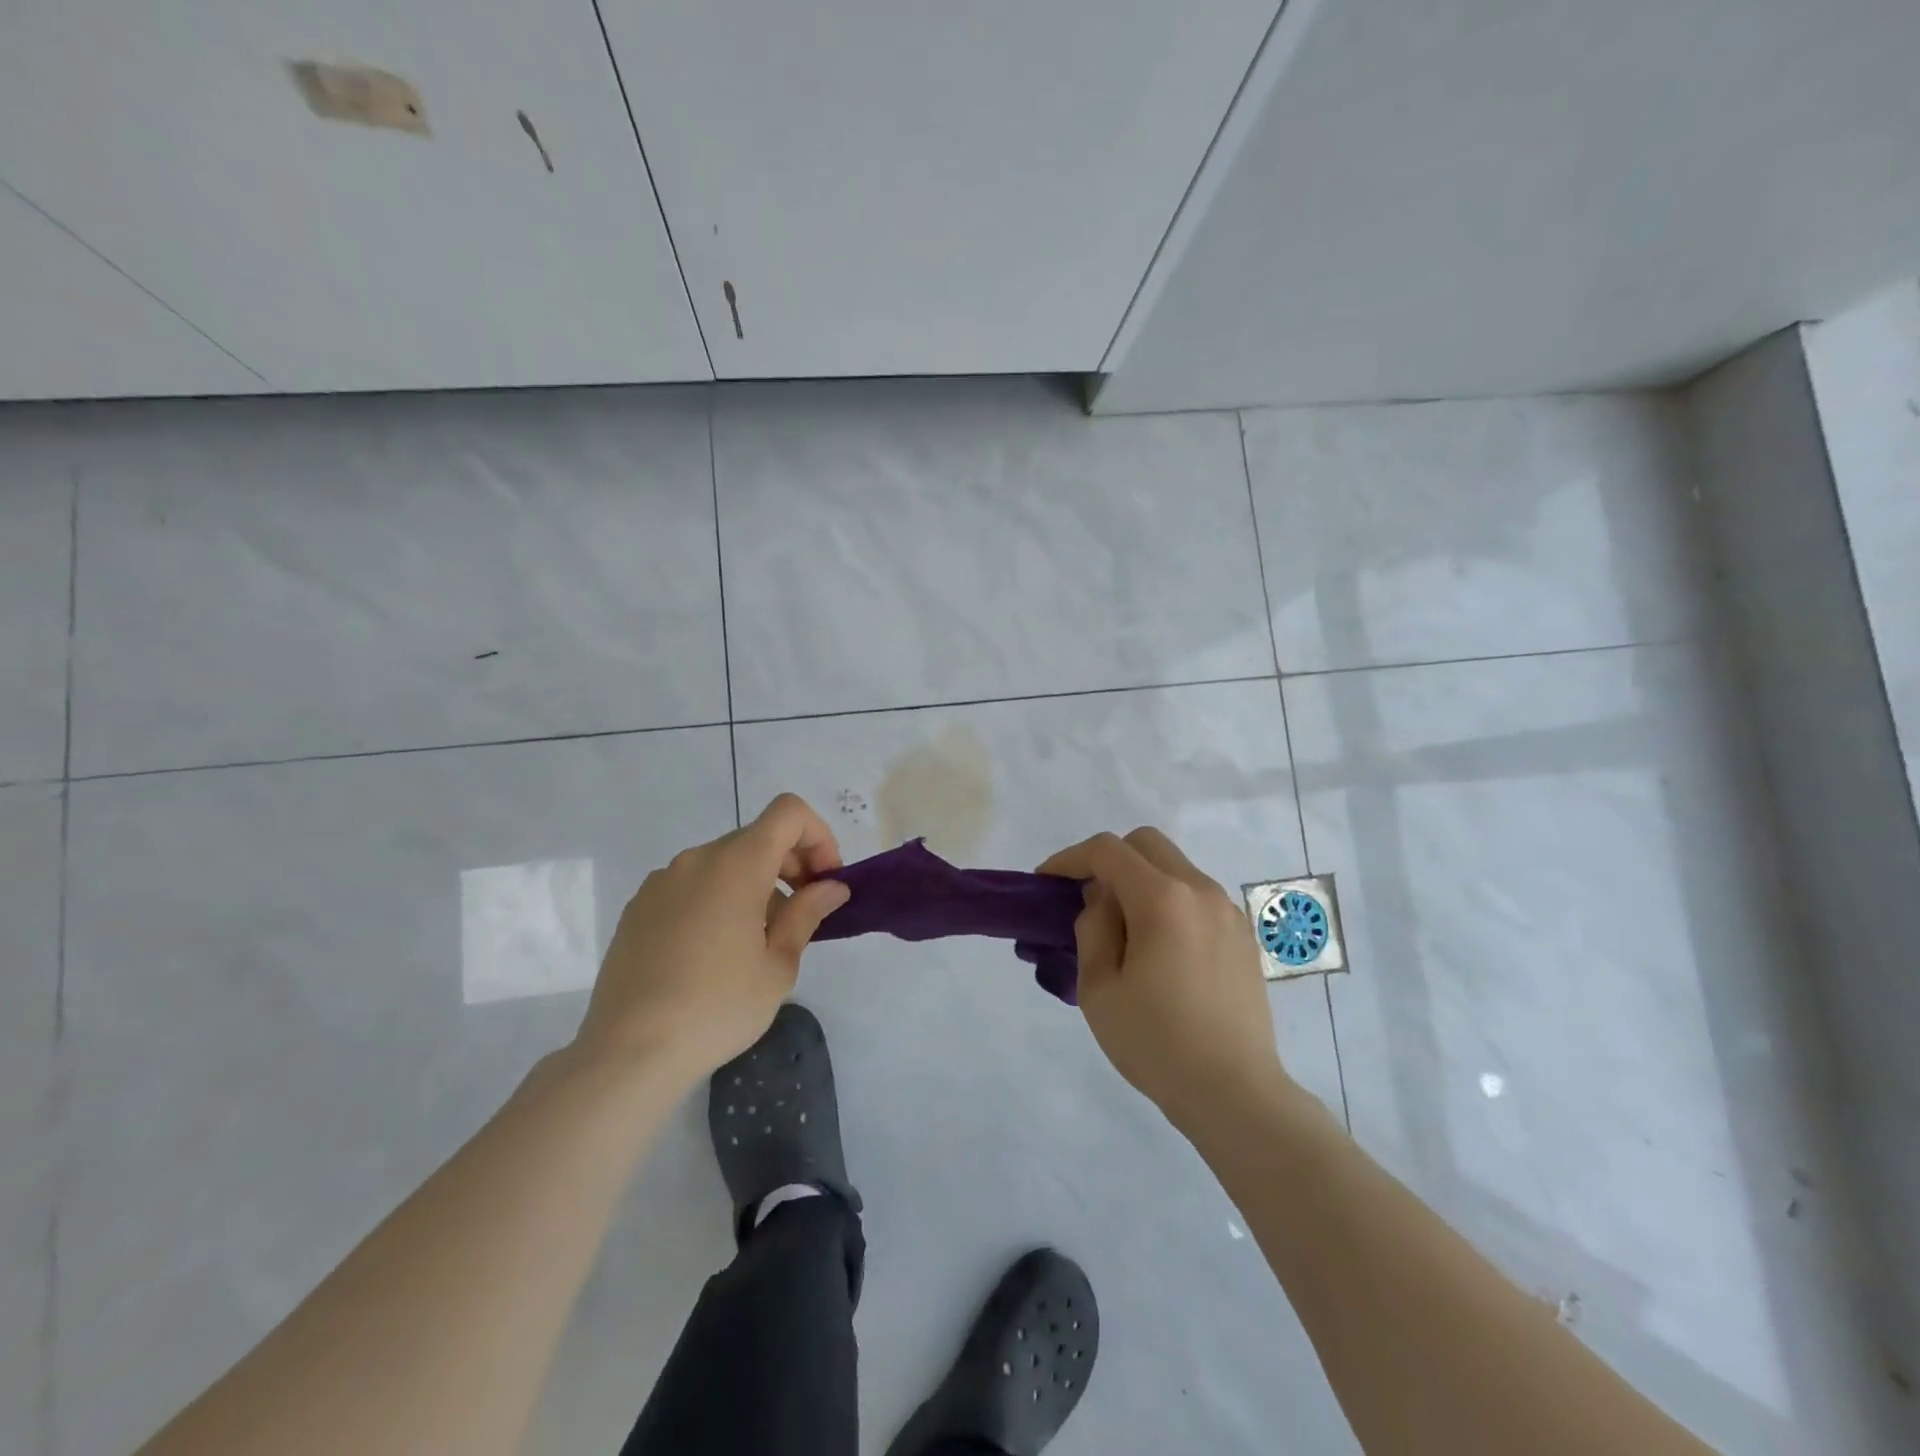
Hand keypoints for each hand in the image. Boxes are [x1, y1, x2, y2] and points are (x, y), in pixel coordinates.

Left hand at [574, 794, 849, 1085]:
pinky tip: (714, 952)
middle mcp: (697, 859)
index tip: (824, 882)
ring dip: (754, 885)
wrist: (628, 1053)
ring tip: (757, 941)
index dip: (818, 836)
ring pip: (724, 863)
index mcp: (737, 864)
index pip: (788, 813)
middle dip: (790, 865)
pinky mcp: (639, 907)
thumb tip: (831, 887)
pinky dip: (718, 899)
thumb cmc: (717, 1007)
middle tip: (801, 915)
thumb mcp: (778, 965)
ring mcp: (662, 881)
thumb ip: (807, 914)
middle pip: (757, 837)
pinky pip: (692, 885)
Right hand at [1039, 828, 1288, 1131]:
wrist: (1234, 1092)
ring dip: (1141, 880)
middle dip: (1109, 859)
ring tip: (1123, 928)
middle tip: (1087, 898)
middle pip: (1146, 844)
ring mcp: (1227, 911)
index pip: (1108, 850)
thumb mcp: (1099, 988)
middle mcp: (1200, 891)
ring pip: (1175, 867)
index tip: (1048, 882)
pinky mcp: (1242, 935)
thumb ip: (1093, 928)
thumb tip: (1103, 900)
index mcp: (1162, 899)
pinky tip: (1160, 948)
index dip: (1070, 858)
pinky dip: (1169, 901)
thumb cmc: (1156, 1042)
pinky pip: (1197, 896)